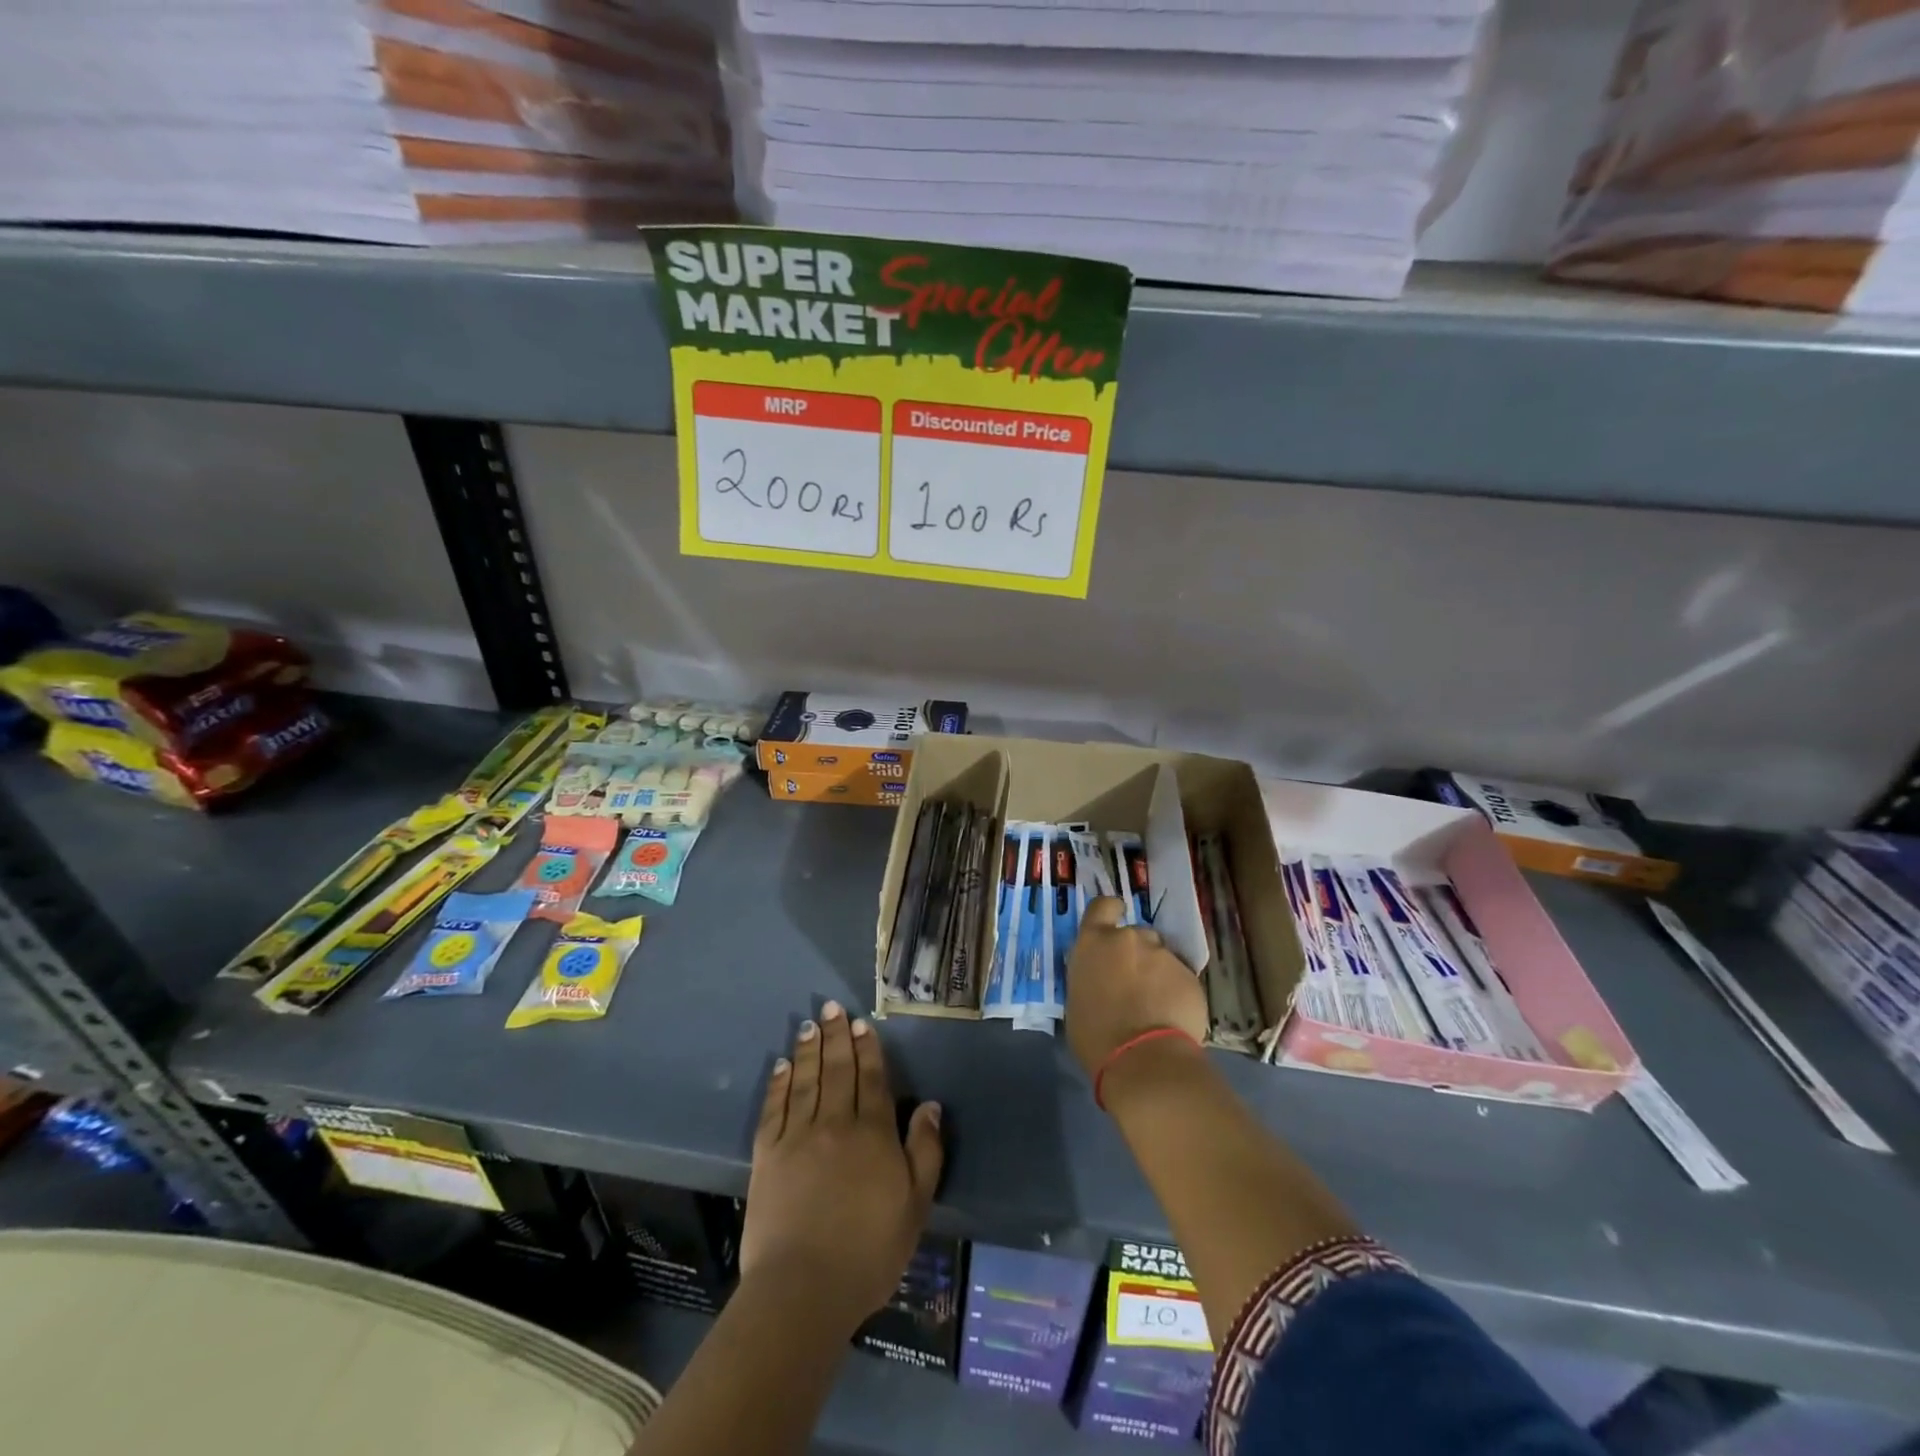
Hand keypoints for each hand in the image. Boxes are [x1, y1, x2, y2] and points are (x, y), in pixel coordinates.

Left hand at [742, 1000, 943, 1334]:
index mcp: (873, 1134)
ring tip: (809, 1024)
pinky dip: (779, 1083)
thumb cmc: (869, 1251)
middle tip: (832, 1007)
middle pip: (838, 1071)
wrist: (803, 1289)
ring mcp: (798, 1137)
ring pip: (806, 1081)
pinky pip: (774, 1108)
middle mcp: (836, 1124)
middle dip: (836, 1036)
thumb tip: (930, 1105)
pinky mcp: (767, 1155)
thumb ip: (925, 1151)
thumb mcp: (916, 1206)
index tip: (861, 1023)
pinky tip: (782, 1065)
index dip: (867, 1049)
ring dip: (808, 1050)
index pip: (872, 1079)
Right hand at [1065, 897, 1207, 1078]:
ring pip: (1161, 957)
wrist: (1143, 1060)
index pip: (1102, 906)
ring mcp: (1163, 955)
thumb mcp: (1077, 999)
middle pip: (1136, 935)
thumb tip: (1102, 979)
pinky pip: (1180, 977)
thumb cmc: (1096, 1035)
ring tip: (1156, 1005)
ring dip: (1157, 973)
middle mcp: (1129, 938)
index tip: (1115, 919)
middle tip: (1134, 983)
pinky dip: (1176, 991)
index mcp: (1094, 942)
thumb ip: (1091, 976)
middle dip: (1136, 953)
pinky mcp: (1190, 975)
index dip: (1110, 910)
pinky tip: (1172, 1016)